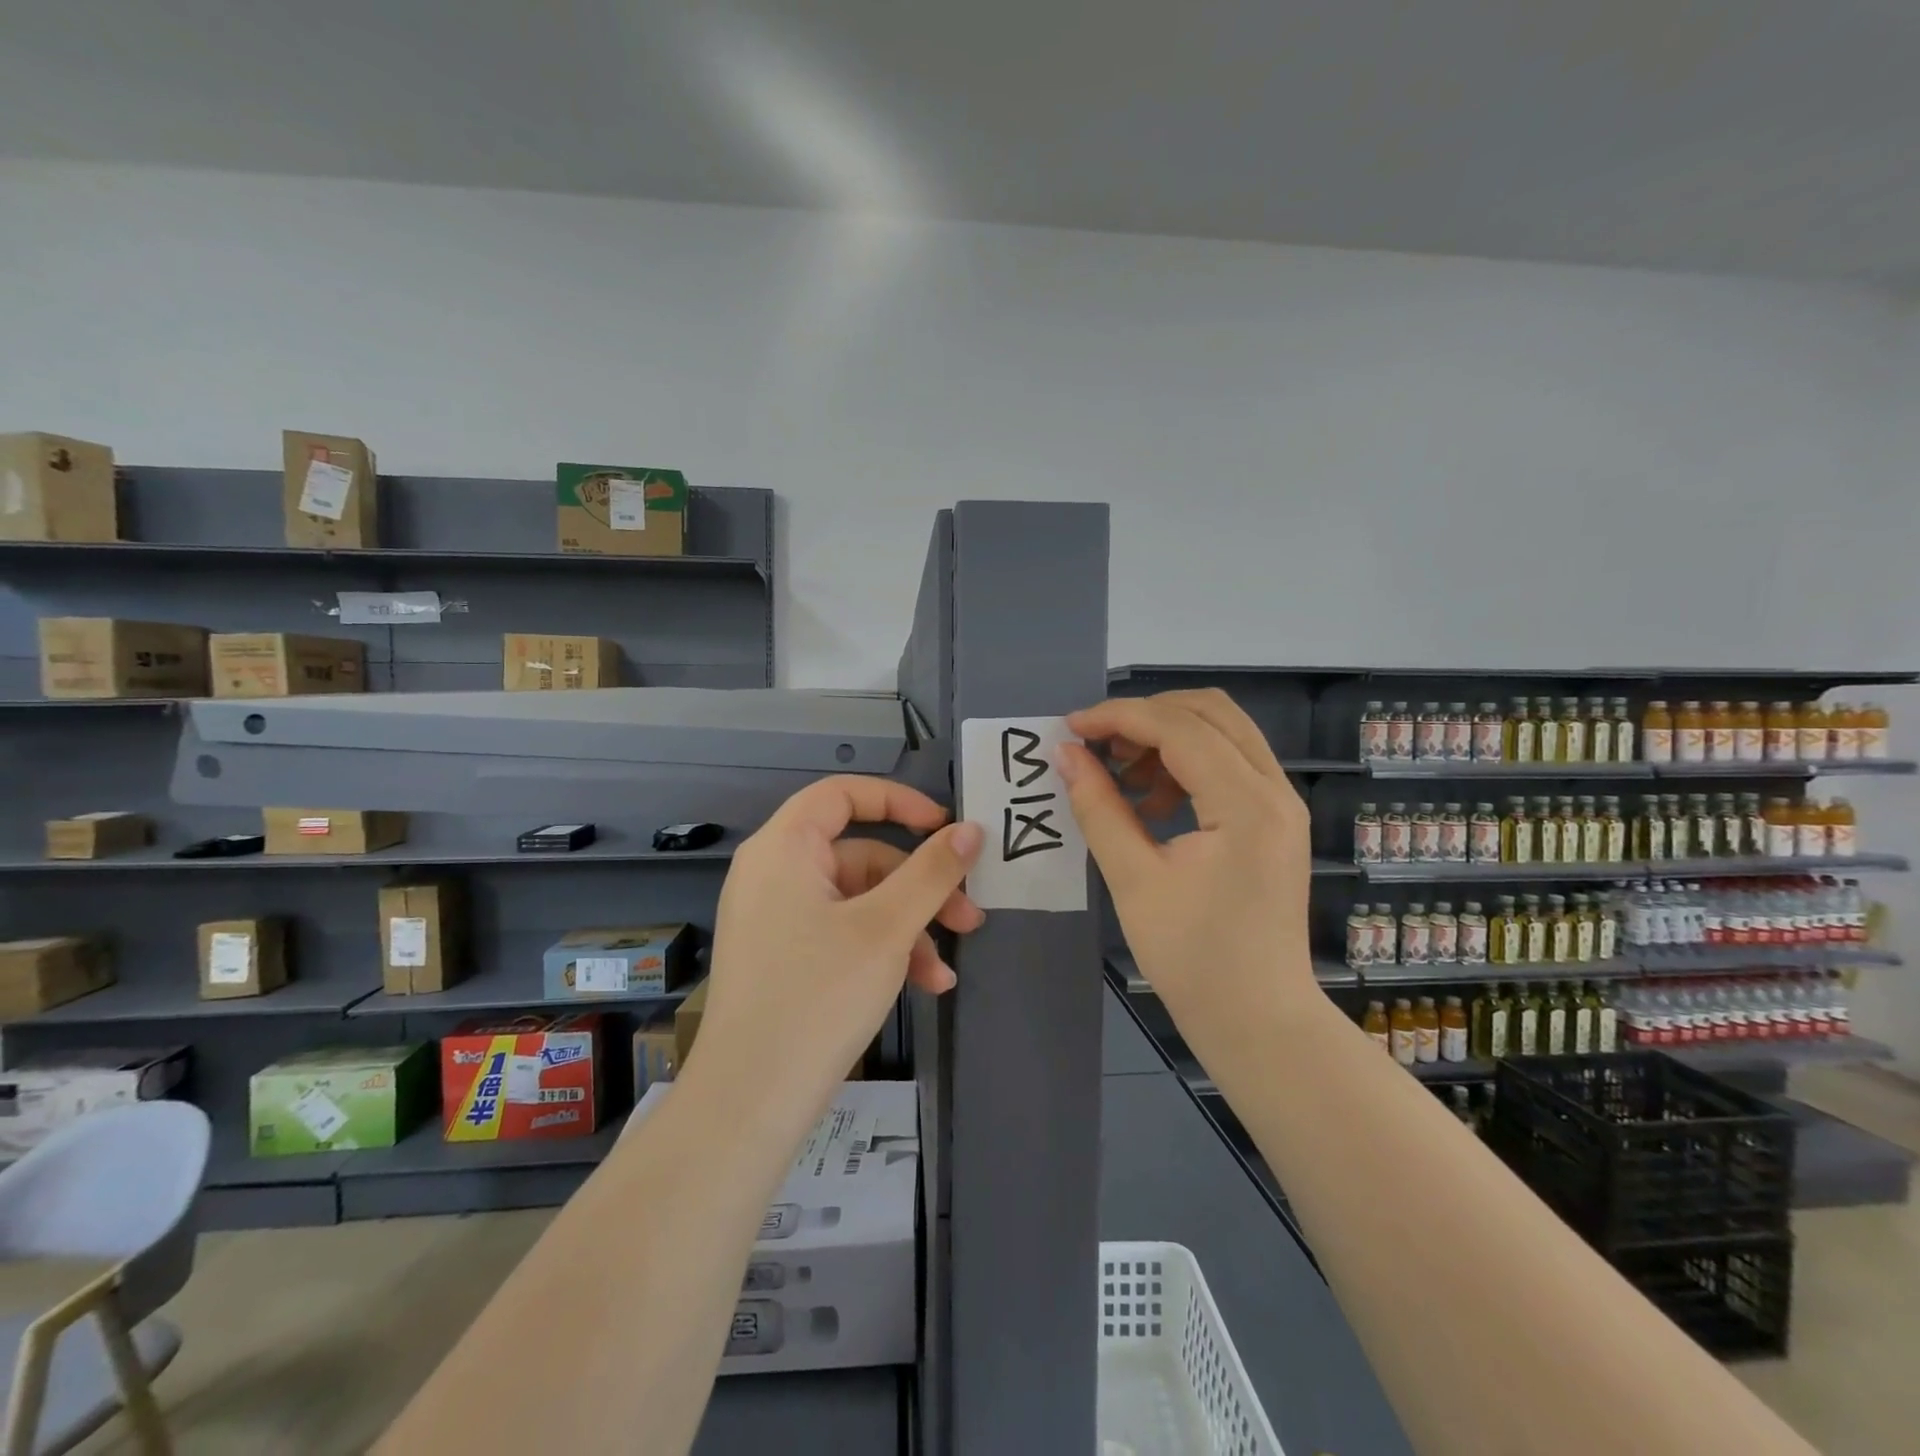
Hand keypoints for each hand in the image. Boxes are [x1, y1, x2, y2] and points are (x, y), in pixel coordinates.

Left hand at [688, 776, 984, 1115]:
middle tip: (968, 915)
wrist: (749, 1103)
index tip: (946, 827)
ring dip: (909, 928)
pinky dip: (882, 951)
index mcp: (784, 848)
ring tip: (946, 971)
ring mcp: (775, 918)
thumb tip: (971, 828)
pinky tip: (923, 987)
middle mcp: (773, 873)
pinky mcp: (783, 957)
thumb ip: (933, 871)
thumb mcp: (887, 928)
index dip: (899, 801)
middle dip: (920, 886)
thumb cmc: (818, 996)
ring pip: (858, 901)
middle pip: (860, 855)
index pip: (843, 794)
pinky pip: (840, 933)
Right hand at [1057, 689, 1315, 1027]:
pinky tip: (1149, 803)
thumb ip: (1099, 808)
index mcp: (1246, 805)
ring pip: (1222, 732)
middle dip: (1146, 716)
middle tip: (1098, 745)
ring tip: (1120, 776)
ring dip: (1166, 738)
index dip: (1119, 717)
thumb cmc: (1193, 960)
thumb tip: (1066, 754)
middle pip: (1210, 711)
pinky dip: (1185, 764)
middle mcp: (1275, 791)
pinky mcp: (1274, 821)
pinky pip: (1229, 764)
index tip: (1071, 728)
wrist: (1259, 1021)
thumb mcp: (1134, 880)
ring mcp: (1281, 804)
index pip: (1179, 728)